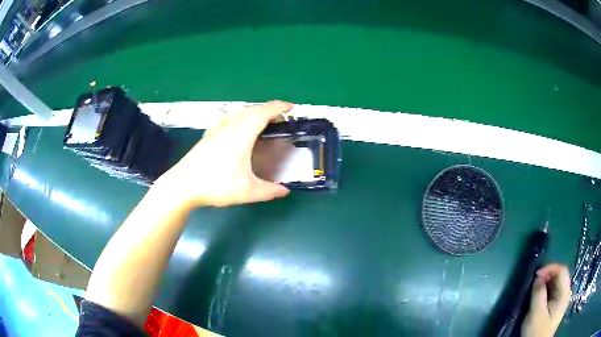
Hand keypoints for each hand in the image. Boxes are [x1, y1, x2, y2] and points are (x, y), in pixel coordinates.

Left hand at [156, 101, 291, 207]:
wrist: (183, 185)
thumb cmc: (216, 185)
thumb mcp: (247, 191)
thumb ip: (269, 191)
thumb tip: (285, 191)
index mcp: (242, 133)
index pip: (264, 112)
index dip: (279, 107)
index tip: (291, 107)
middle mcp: (229, 126)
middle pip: (252, 109)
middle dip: (269, 110)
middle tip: (281, 119)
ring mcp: (216, 129)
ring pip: (239, 112)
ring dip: (254, 112)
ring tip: (263, 122)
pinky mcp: (208, 135)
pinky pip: (229, 118)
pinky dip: (241, 118)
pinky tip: (238, 129)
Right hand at [522, 263, 570, 336]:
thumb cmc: (537, 332)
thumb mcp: (536, 314)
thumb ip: (538, 294)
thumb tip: (538, 277)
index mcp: (564, 293)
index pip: (562, 271)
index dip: (550, 268)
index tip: (536, 275)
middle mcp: (566, 293)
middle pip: (561, 275)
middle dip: (548, 274)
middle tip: (535, 280)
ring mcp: (562, 299)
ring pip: (558, 282)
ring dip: (547, 282)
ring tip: (536, 287)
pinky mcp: (557, 305)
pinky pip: (555, 290)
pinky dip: (548, 289)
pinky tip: (540, 295)